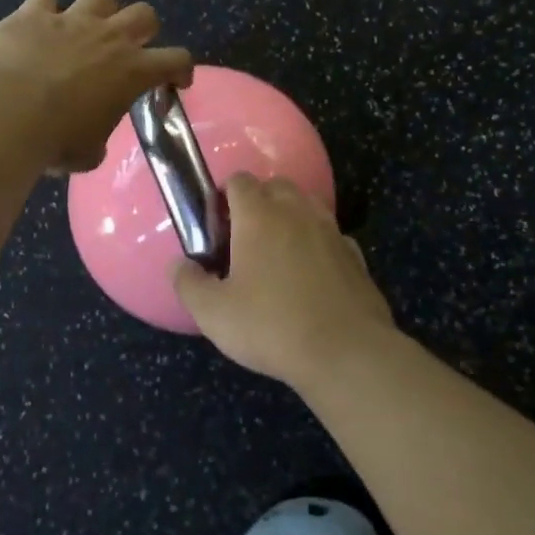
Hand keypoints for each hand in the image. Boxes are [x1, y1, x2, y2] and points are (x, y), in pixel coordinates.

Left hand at [0, 0, 192, 173]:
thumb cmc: (53, 141)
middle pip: (144, 13)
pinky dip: (44, 10)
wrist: (3, 115)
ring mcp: (70, 20)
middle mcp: (108, 37)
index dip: (181, 69)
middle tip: (127, 49)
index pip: (176, 59)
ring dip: (97, 10)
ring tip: (83, 29)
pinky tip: (36, 24)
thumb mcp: (88, 154)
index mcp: (132, 72)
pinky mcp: (32, 13)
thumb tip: (92, 140)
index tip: (175, 81)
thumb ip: (98, 139)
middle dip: (141, 28)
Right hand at [172, 173, 394, 388]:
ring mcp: (331, 232)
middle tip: (244, 236)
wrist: (346, 353)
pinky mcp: (356, 256)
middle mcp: (297, 212)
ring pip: (308, 206)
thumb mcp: (214, 313)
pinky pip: (331, 236)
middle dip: (259, 201)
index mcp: (259, 216)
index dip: (225, 194)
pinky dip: (318, 243)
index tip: (216, 222)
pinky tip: (311, 273)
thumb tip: (178, 264)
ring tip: (277, 250)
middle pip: (276, 186)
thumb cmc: (272, 326)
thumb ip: (189, 284)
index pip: (240, 181)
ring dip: (291, 217)